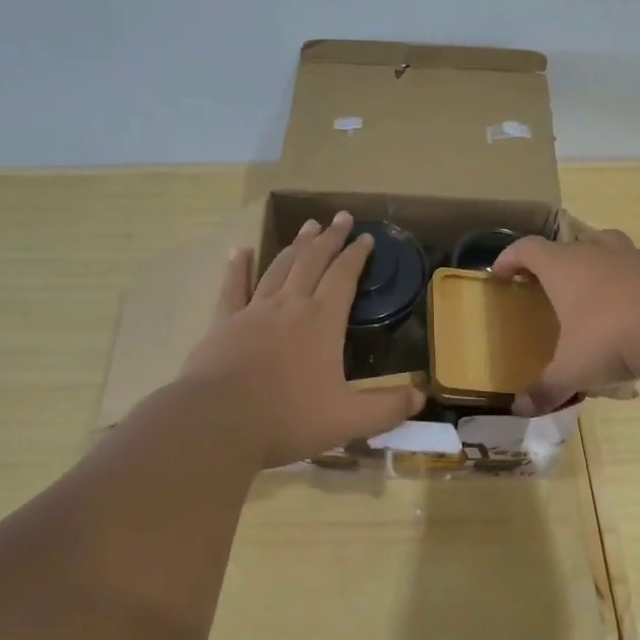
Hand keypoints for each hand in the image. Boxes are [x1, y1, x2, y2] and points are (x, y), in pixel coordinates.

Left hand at [181, 211, 424, 467]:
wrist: (218, 423)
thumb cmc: (288, 419)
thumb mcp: (349, 420)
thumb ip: (387, 408)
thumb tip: (420, 397)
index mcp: (322, 321)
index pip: (344, 277)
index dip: (357, 255)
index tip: (366, 237)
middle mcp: (290, 306)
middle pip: (313, 262)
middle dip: (330, 238)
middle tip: (340, 217)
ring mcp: (254, 311)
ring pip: (279, 267)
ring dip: (296, 246)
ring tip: (307, 226)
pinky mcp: (223, 323)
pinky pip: (233, 287)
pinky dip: (238, 267)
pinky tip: (240, 250)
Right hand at [491, 228, 639, 414]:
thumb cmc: (614, 336)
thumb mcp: (574, 369)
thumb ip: (547, 388)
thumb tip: (519, 410)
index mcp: (565, 267)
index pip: (527, 248)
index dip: (510, 257)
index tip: (500, 273)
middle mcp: (598, 252)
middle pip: (572, 242)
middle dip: (559, 259)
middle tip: (554, 284)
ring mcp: (637, 256)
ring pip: (613, 245)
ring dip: (602, 260)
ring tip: (600, 287)